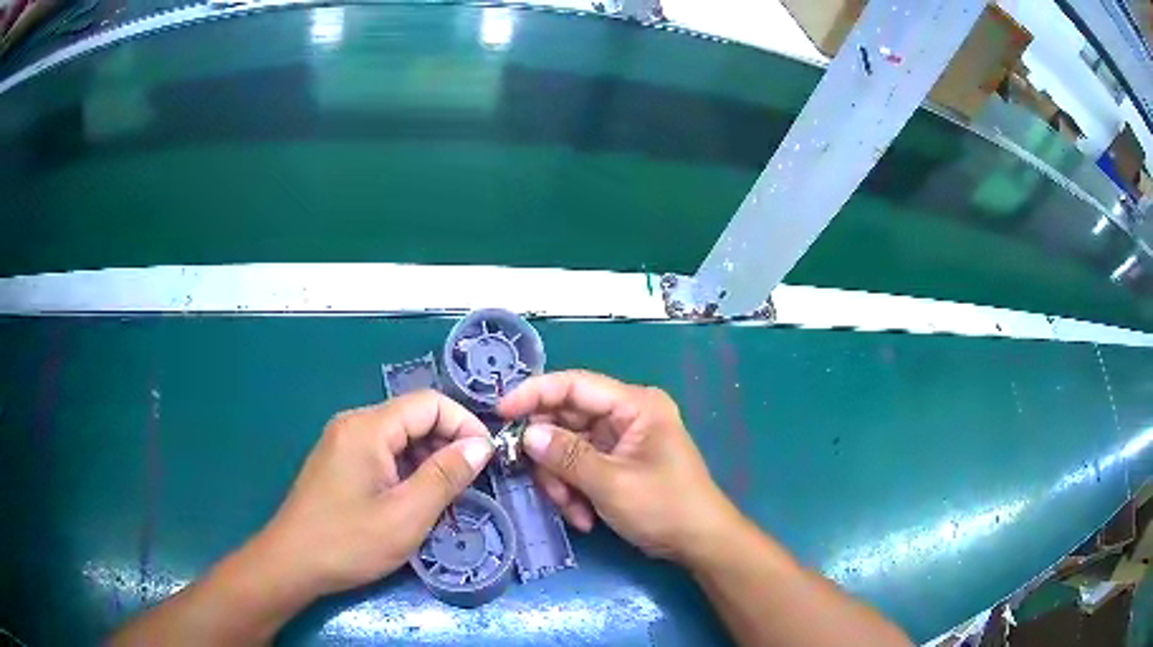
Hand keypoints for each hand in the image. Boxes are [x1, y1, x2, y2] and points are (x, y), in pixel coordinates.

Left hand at [250, 390, 493, 597]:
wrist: (292, 563)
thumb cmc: (349, 542)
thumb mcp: (406, 515)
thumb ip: (446, 476)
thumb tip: (480, 445)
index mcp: (368, 428)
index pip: (429, 403)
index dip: (464, 424)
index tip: (487, 458)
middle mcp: (353, 424)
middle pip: (413, 418)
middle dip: (448, 444)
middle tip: (470, 483)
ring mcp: (342, 442)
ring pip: (399, 437)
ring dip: (428, 460)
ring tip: (446, 496)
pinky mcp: (338, 462)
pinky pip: (382, 453)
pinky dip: (407, 470)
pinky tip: (414, 499)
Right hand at [497, 370, 740, 562]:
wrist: (698, 542)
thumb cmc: (664, 507)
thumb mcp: (612, 483)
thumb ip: (567, 456)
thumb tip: (527, 435)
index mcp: (634, 405)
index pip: (575, 385)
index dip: (534, 394)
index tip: (501, 412)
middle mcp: (625, 415)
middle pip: (567, 420)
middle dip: (550, 457)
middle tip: (542, 485)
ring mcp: (620, 440)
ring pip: (567, 449)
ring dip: (562, 482)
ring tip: (573, 511)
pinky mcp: (615, 462)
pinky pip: (579, 468)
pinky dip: (574, 491)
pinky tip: (584, 517)